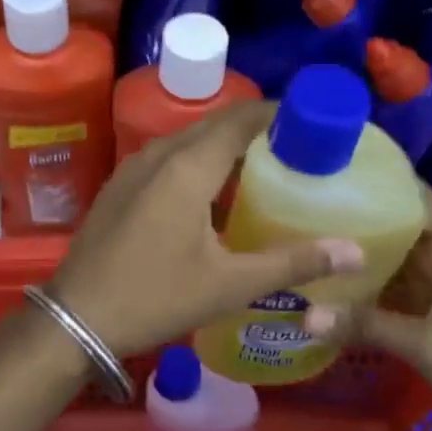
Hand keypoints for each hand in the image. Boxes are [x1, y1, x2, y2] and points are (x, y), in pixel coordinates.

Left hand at [46, 102, 363, 355]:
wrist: (76, 317)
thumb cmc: (156, 296)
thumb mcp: (229, 284)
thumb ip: (293, 263)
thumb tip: (355, 250)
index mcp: (188, 167)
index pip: (241, 119)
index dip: (277, 113)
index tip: (311, 121)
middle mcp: (160, 154)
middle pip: (215, 124)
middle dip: (256, 127)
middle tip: (297, 147)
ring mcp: (134, 167)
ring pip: (189, 139)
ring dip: (226, 144)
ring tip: (263, 166)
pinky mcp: (121, 184)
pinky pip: (169, 156)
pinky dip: (199, 159)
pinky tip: (214, 190)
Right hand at [303, 186, 431, 430]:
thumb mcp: (430, 347)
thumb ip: (368, 326)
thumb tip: (305, 314)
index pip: (416, 195)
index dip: (380, 177)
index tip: (333, 165)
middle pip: (398, 224)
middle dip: (356, 213)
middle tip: (300, 201)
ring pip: (393, 257)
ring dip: (358, 250)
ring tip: (304, 232)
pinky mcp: (431, 312)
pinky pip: (393, 287)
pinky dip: (366, 283)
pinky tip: (329, 281)